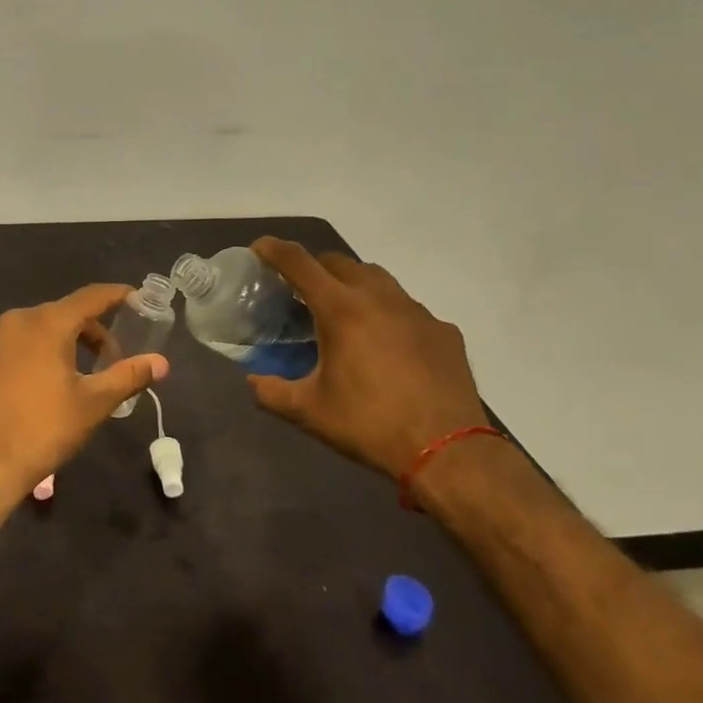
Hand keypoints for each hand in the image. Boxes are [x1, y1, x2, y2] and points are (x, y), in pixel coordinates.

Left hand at [0, 284, 169, 506]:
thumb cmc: (42, 429)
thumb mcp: (93, 403)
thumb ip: (128, 376)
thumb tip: (161, 362)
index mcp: (47, 322)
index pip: (90, 297)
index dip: (117, 296)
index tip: (138, 298)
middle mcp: (18, 320)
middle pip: (65, 314)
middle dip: (93, 331)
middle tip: (114, 360)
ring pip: (41, 329)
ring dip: (67, 343)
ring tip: (84, 376)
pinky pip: (20, 344)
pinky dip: (42, 352)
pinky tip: (49, 385)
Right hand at [247, 238, 486, 478]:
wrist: (449, 453)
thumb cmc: (370, 425)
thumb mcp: (309, 412)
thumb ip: (272, 392)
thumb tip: (252, 381)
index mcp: (341, 309)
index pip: (299, 263)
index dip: (274, 250)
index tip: (259, 248)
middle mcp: (379, 298)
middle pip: (338, 262)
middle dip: (314, 267)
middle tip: (300, 291)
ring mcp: (416, 312)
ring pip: (377, 278)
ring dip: (352, 284)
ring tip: (343, 311)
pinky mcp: (443, 331)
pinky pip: (407, 308)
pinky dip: (387, 313)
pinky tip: (386, 343)